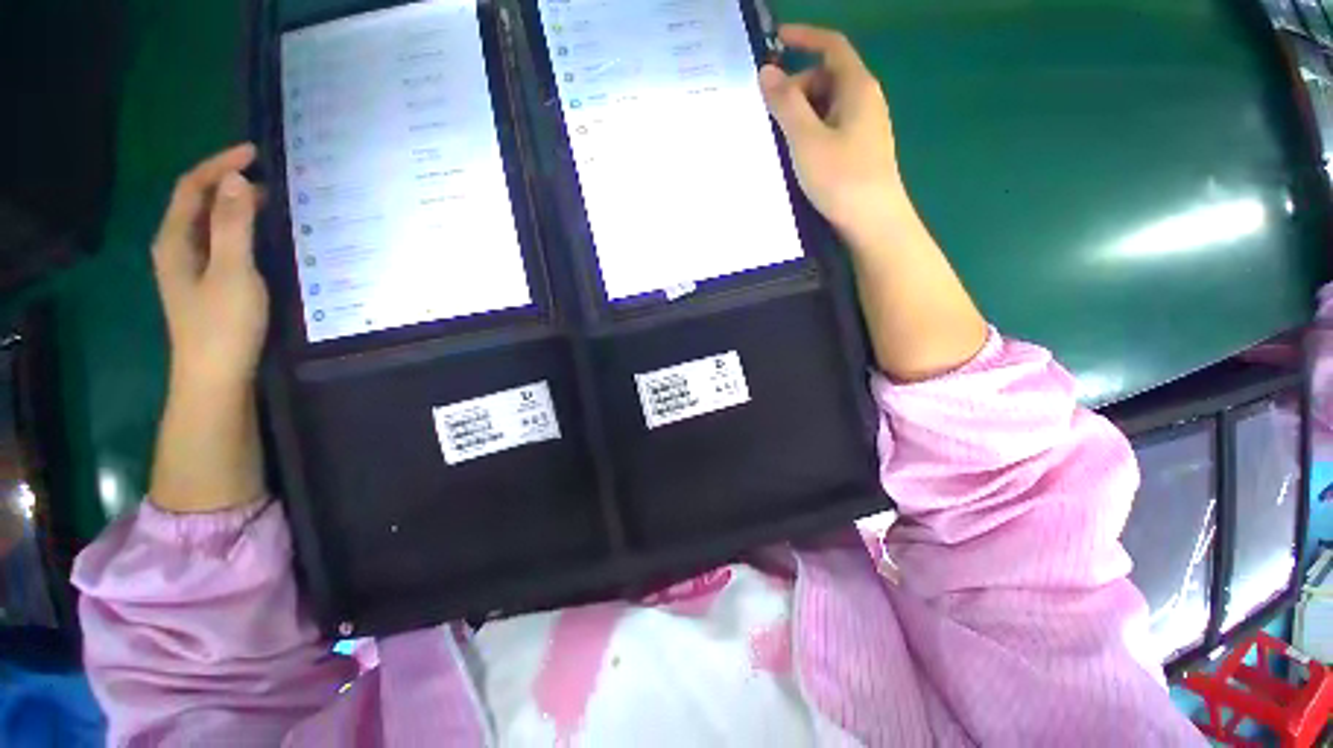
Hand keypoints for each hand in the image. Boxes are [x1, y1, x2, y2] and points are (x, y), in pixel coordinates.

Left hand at [152, 143, 267, 390]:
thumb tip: (238, 180)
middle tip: (268, 176)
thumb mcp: (232, 271)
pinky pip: (219, 242)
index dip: (219, 165)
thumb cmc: (223, 325)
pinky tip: (260, 235)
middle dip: (227, 182)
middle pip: (197, 202)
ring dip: (234, 206)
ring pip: (208, 223)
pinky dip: (238, 229)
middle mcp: (176, 247)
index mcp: (174, 240)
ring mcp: (190, 267)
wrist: (214, 376)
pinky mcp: (206, 283)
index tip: (254, 153)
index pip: (192, 187)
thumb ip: (233, 226)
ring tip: (270, 200)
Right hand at [759, 25, 904, 248]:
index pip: (831, 46)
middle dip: (795, 88)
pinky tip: (795, 155)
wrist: (872, 221)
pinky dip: (809, 132)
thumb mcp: (806, 139)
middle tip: (768, 113)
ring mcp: (863, 127)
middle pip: (825, 78)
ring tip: (777, 139)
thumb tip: (767, 72)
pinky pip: (829, 128)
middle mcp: (863, 100)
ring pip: (826, 106)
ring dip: (800, 114)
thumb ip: (786, 104)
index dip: (805, 37)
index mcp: (857, 87)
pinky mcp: (858, 150)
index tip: (776, 40)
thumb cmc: (841, 177)